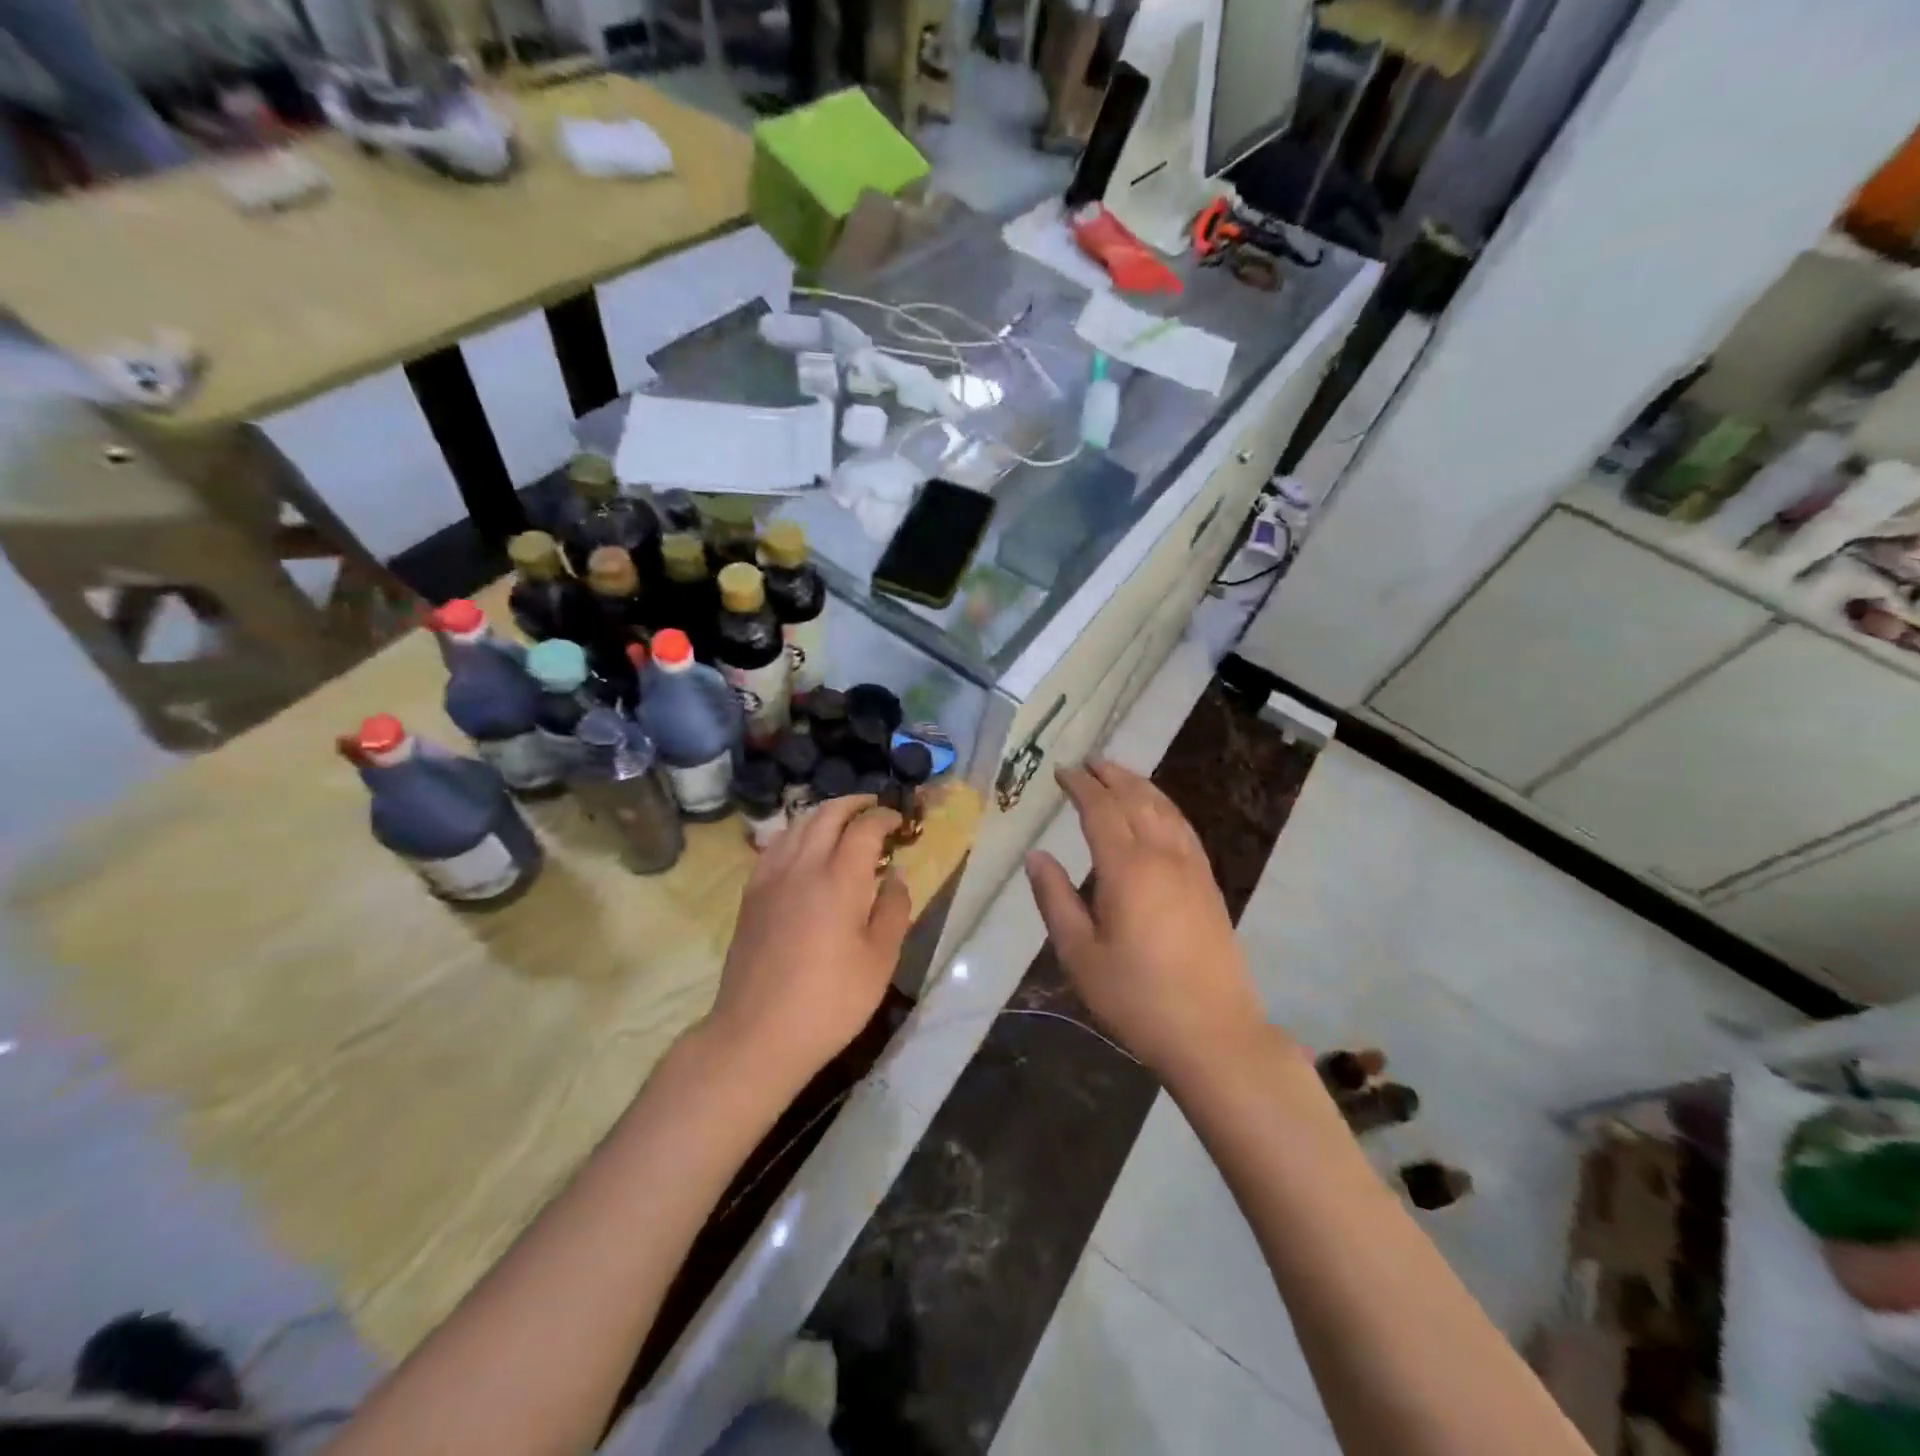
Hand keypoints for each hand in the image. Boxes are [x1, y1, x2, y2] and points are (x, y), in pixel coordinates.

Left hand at [707, 796, 911, 1087]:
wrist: (758, 1034)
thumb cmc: (830, 1001)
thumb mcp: (880, 961)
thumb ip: (894, 910)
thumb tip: (896, 876)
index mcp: (840, 880)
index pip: (864, 828)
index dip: (884, 817)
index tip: (899, 822)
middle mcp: (802, 866)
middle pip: (826, 814)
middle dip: (853, 803)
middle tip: (874, 807)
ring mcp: (770, 878)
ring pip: (797, 825)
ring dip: (823, 813)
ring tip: (843, 821)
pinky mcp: (751, 895)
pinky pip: (774, 846)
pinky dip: (796, 833)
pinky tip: (804, 848)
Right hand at [1025, 760, 1272, 1081]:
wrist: (1213, 1032)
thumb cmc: (1136, 997)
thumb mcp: (1080, 954)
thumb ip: (1055, 899)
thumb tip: (1036, 856)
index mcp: (1127, 869)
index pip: (1101, 810)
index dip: (1081, 786)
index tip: (1062, 771)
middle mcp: (1163, 856)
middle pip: (1136, 800)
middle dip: (1110, 776)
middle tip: (1088, 762)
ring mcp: (1192, 868)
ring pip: (1165, 809)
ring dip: (1139, 785)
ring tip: (1118, 773)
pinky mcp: (1208, 884)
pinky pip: (1183, 828)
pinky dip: (1164, 807)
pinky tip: (1158, 810)